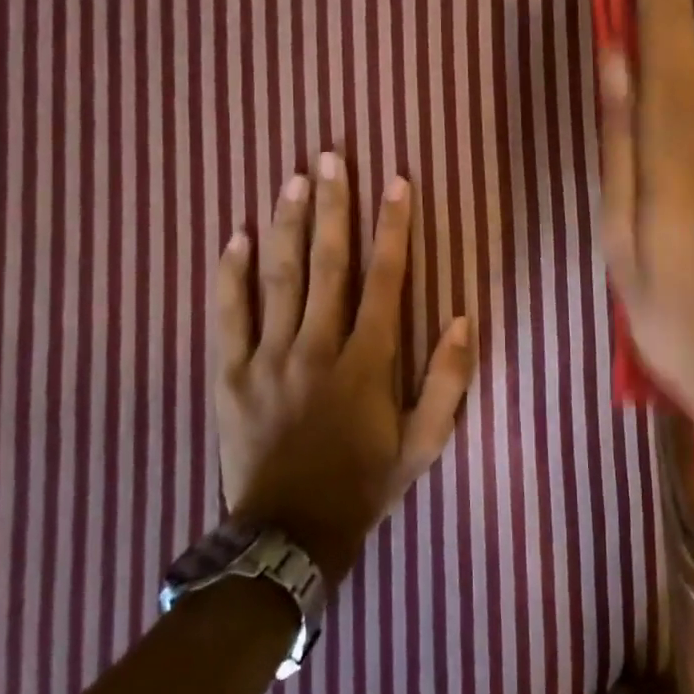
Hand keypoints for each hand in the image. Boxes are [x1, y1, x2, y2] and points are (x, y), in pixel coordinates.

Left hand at [212, 154, 474, 586]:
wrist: (288, 537)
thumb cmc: (364, 484)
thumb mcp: (424, 443)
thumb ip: (449, 382)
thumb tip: (465, 318)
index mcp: (366, 362)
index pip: (385, 280)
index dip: (392, 227)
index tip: (396, 181)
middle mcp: (316, 348)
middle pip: (327, 264)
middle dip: (332, 206)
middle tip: (330, 156)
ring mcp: (267, 359)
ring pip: (278, 279)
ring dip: (287, 225)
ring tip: (292, 178)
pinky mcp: (229, 375)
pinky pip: (228, 316)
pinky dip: (230, 276)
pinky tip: (237, 237)